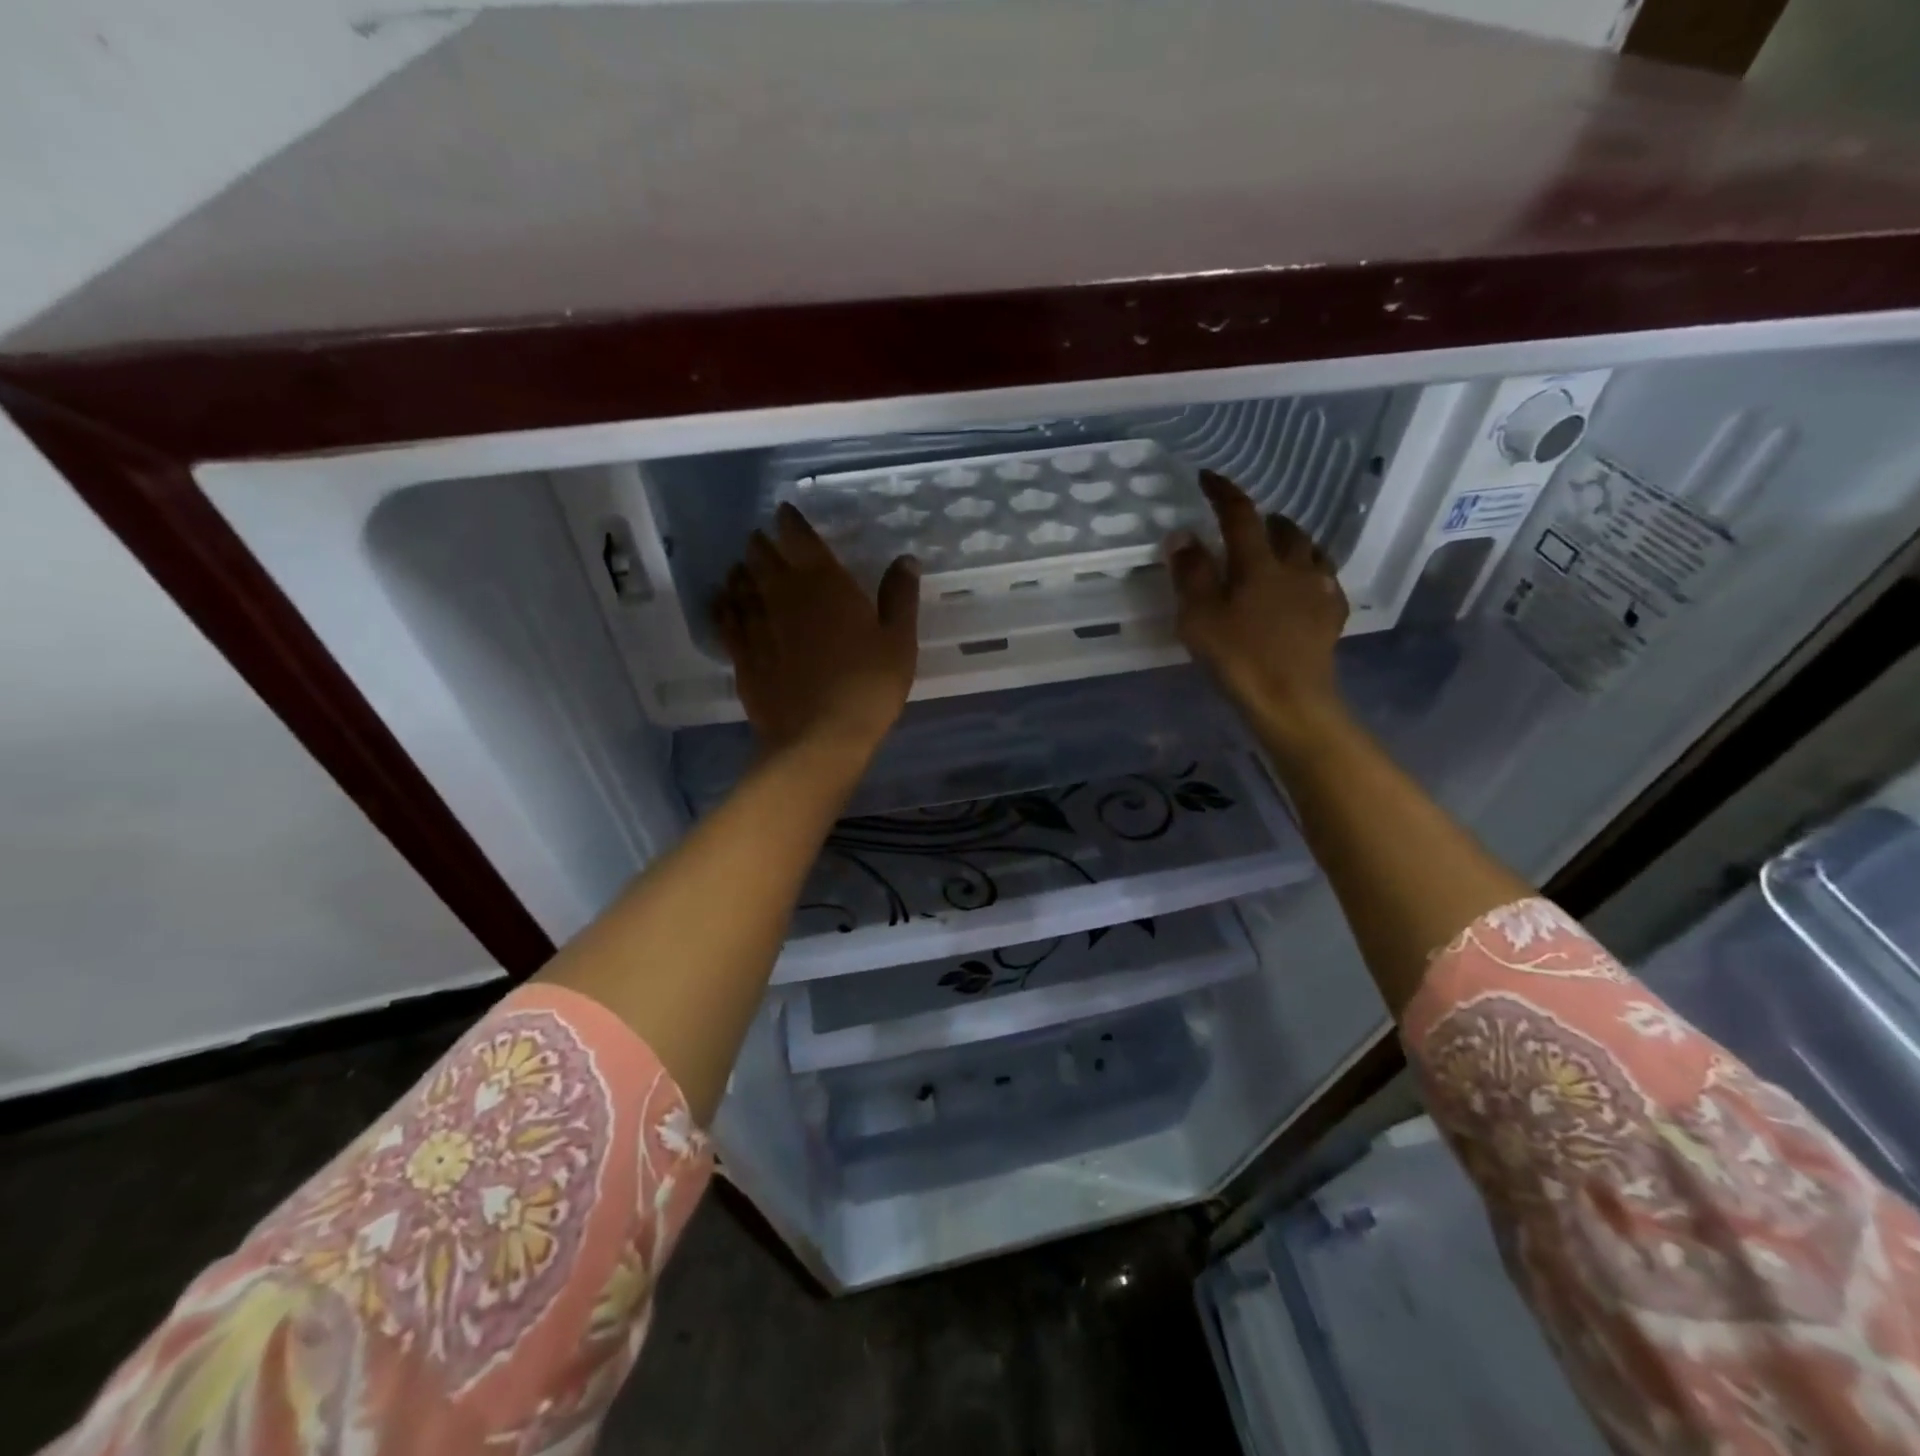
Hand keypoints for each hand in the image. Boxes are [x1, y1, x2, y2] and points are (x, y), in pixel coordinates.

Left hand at [714, 503, 919, 760]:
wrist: (819, 737)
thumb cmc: (868, 686)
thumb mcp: (899, 641)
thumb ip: (899, 597)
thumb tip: (905, 559)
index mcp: (824, 584)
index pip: (799, 538)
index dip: (790, 522)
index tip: (785, 513)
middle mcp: (784, 596)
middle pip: (763, 557)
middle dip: (762, 544)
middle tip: (762, 539)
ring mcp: (757, 626)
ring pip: (740, 585)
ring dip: (741, 571)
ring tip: (742, 566)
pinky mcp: (742, 656)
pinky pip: (726, 620)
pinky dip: (723, 605)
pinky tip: (723, 601)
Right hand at [1167, 470, 1349, 747]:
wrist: (1291, 701)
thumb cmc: (1238, 658)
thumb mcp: (1199, 617)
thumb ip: (1190, 574)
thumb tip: (1183, 535)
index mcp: (1258, 563)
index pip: (1240, 515)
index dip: (1224, 492)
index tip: (1209, 477)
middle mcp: (1294, 566)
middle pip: (1284, 528)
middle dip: (1264, 519)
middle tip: (1246, 526)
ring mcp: (1319, 590)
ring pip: (1310, 550)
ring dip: (1291, 542)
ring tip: (1277, 550)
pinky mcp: (1332, 616)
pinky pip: (1325, 580)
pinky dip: (1310, 573)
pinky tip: (1304, 586)